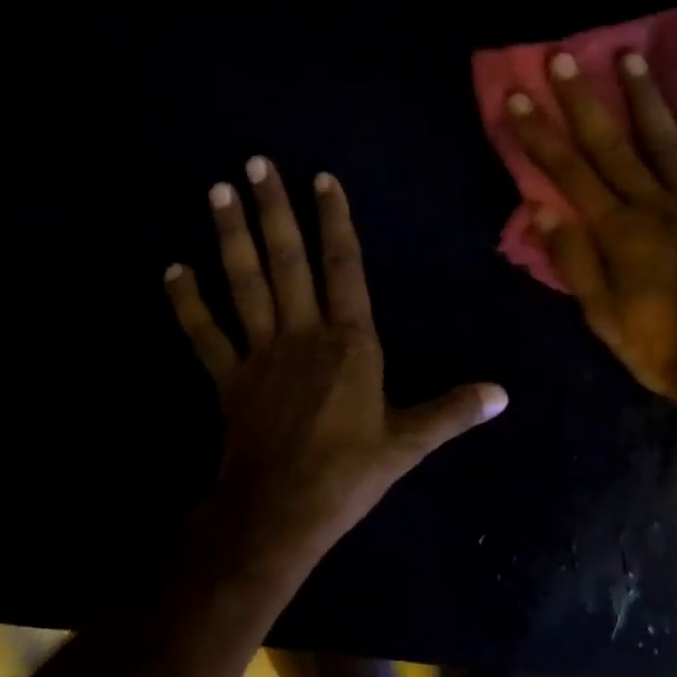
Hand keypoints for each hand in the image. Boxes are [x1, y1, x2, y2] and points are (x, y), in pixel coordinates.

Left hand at [165, 157, 506, 579]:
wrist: (279, 513)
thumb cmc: (348, 473)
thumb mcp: (409, 442)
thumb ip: (453, 411)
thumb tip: (503, 394)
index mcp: (350, 342)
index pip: (343, 268)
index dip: (334, 222)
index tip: (322, 179)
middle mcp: (303, 333)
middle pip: (286, 261)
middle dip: (273, 210)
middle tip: (256, 164)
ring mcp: (260, 353)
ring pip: (244, 283)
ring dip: (231, 236)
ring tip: (218, 191)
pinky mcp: (228, 378)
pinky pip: (204, 333)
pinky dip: (188, 302)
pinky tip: (173, 270)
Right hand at [505, 51, 676, 414]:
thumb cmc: (660, 347)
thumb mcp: (603, 317)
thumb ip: (575, 262)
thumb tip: (543, 211)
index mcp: (620, 233)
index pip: (569, 174)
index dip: (540, 135)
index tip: (518, 98)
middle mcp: (656, 206)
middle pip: (612, 145)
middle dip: (583, 99)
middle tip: (563, 56)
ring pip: (669, 141)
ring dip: (647, 98)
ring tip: (629, 57)